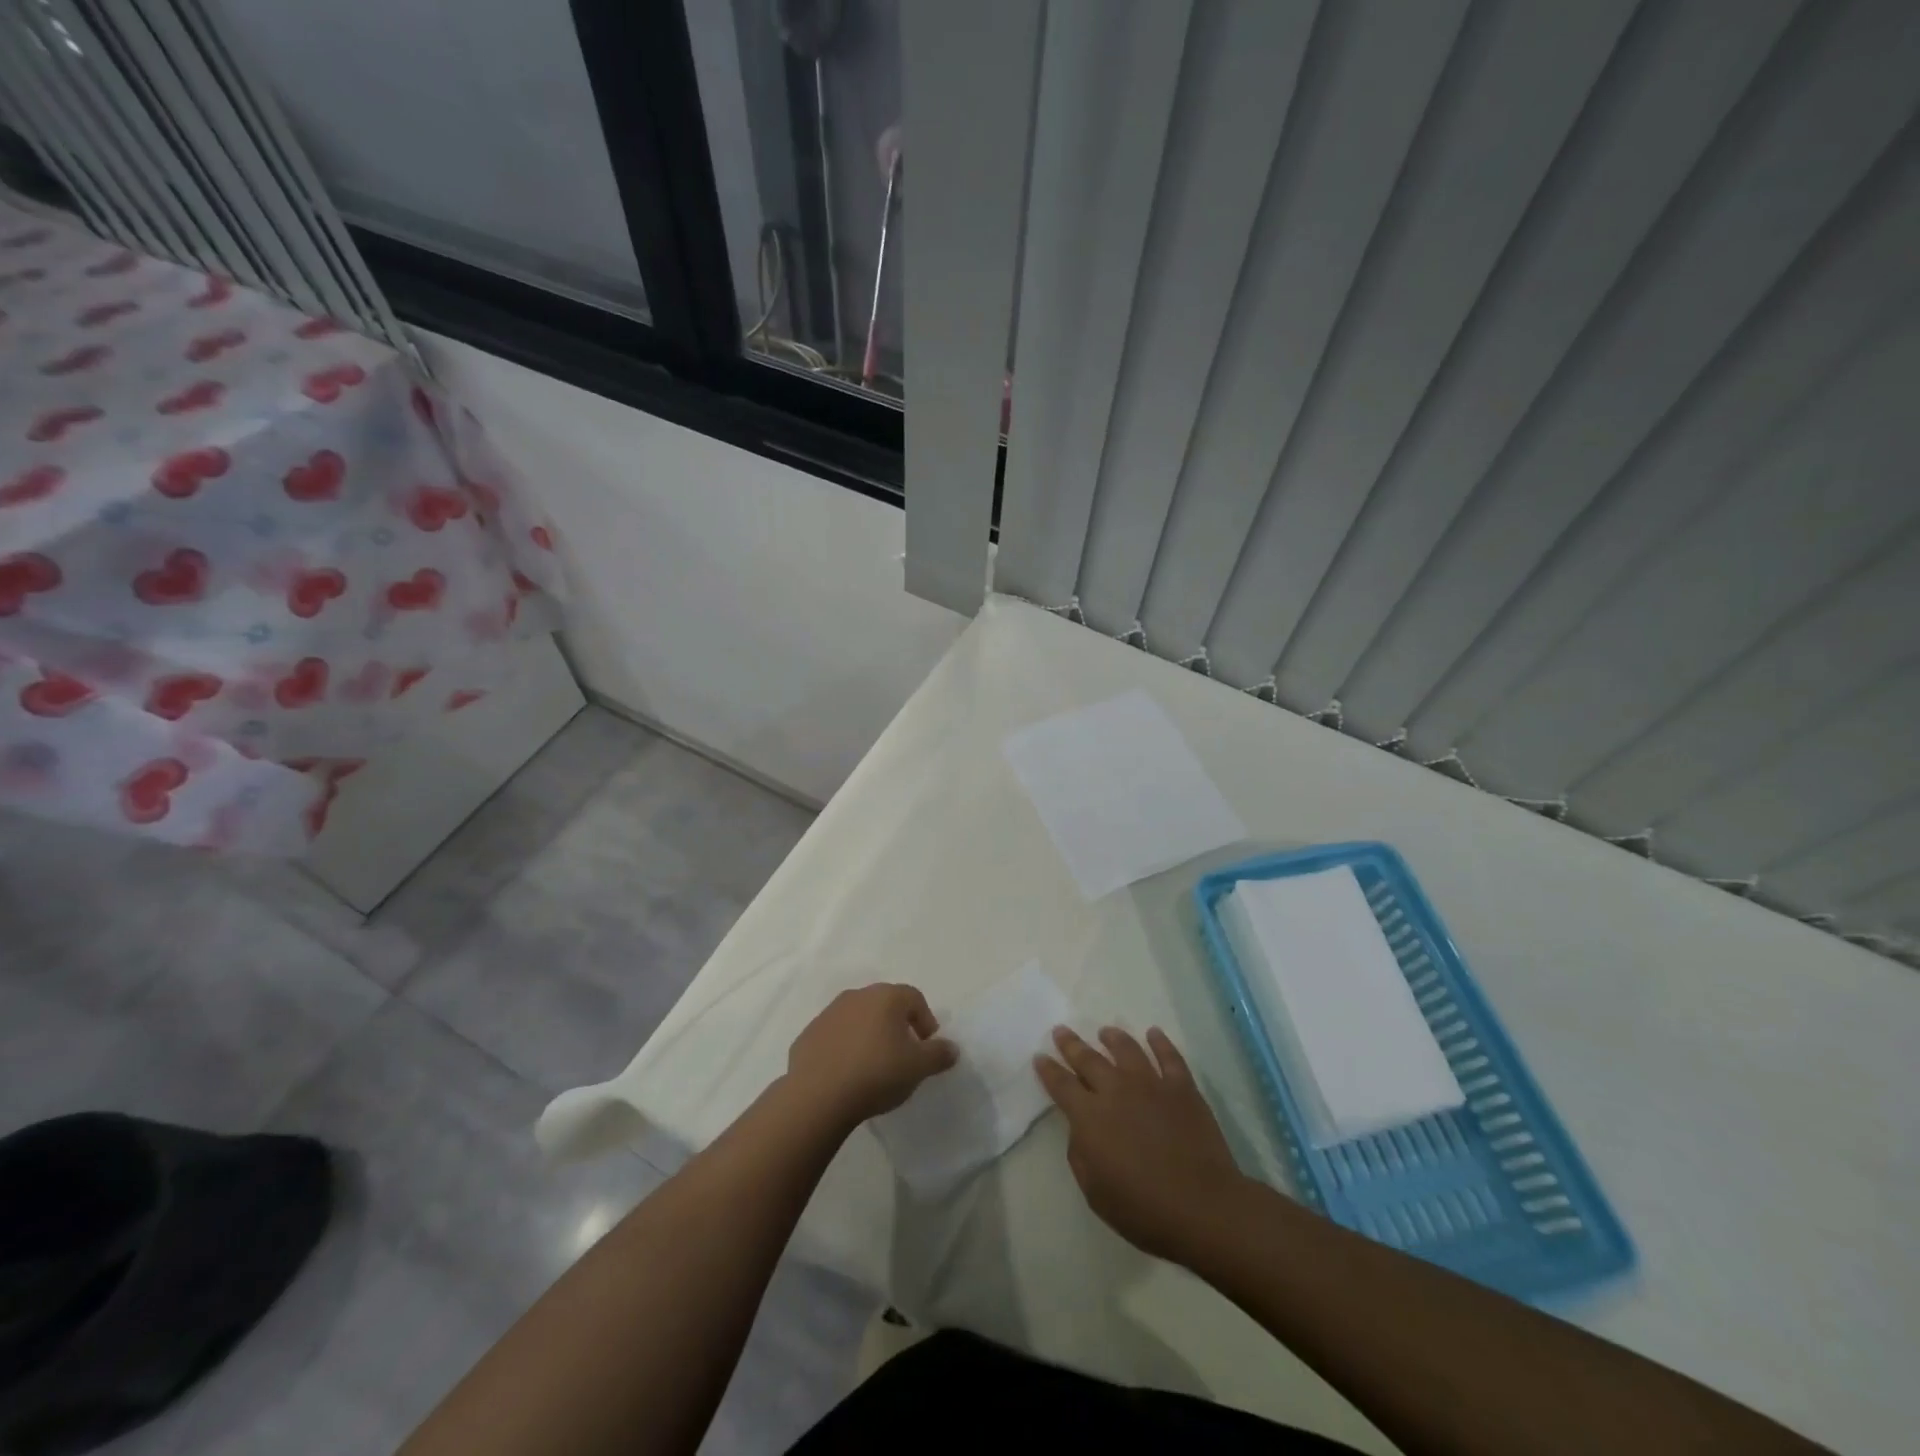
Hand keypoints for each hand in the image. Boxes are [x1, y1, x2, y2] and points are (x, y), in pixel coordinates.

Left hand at [785, 983, 958, 1131]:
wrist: (816, 1095)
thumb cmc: (876, 1073)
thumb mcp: (918, 1067)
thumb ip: (939, 1054)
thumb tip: (952, 1047)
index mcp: (886, 997)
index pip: (914, 998)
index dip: (926, 1020)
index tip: (928, 1047)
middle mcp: (857, 996)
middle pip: (885, 1005)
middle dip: (898, 1026)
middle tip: (903, 1056)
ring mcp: (828, 1014)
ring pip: (858, 1019)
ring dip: (869, 1036)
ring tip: (874, 1067)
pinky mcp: (808, 1035)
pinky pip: (835, 1037)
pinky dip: (845, 1049)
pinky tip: (847, 1074)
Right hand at [1036, 1026, 1245, 1263]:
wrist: (1203, 1207)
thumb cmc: (1143, 1209)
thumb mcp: (1095, 1192)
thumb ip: (1080, 1154)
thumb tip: (1081, 1129)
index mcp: (1090, 1117)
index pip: (1061, 1085)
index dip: (1048, 1070)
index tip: (1040, 1056)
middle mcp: (1116, 1090)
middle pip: (1088, 1059)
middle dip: (1071, 1044)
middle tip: (1061, 1030)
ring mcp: (1151, 1084)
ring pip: (1127, 1049)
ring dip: (1113, 1038)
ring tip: (1105, 1031)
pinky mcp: (1182, 1087)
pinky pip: (1169, 1056)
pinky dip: (1160, 1042)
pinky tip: (1153, 1034)